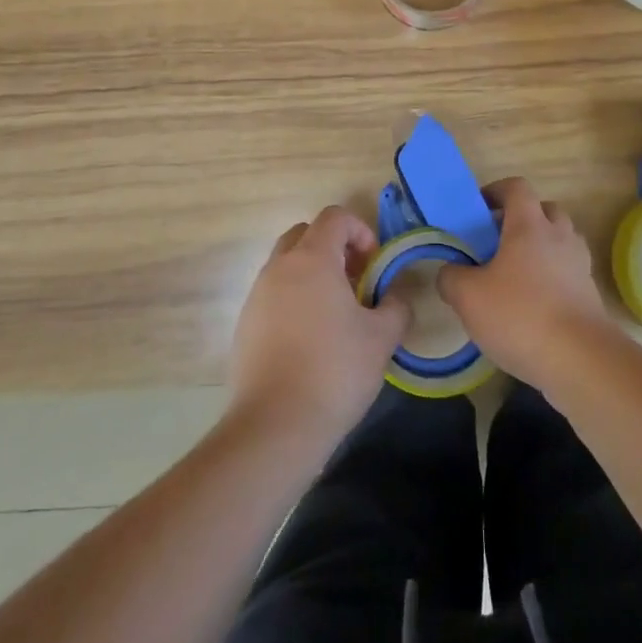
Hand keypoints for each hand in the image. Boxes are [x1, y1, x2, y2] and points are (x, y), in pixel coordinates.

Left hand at [229, 206, 408, 446]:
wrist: (274, 426)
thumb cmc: (334, 372)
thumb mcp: (381, 338)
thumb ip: (395, 306)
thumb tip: (395, 294)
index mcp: (312, 259)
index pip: (334, 217)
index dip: (360, 231)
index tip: (375, 265)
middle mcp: (279, 267)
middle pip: (305, 234)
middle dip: (334, 248)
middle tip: (357, 282)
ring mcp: (257, 295)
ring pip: (287, 264)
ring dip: (313, 274)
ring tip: (337, 314)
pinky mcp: (246, 324)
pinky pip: (273, 294)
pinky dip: (294, 299)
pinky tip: (311, 339)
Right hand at [437, 177, 614, 384]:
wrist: (581, 361)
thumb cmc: (520, 316)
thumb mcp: (468, 297)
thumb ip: (451, 278)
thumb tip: (450, 272)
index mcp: (530, 225)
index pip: (517, 187)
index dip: (496, 191)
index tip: (478, 209)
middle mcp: (559, 236)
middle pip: (545, 210)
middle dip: (522, 219)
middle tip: (497, 242)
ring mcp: (579, 265)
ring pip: (560, 241)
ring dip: (540, 248)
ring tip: (516, 274)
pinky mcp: (590, 294)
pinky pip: (568, 272)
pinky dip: (553, 278)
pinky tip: (533, 305)